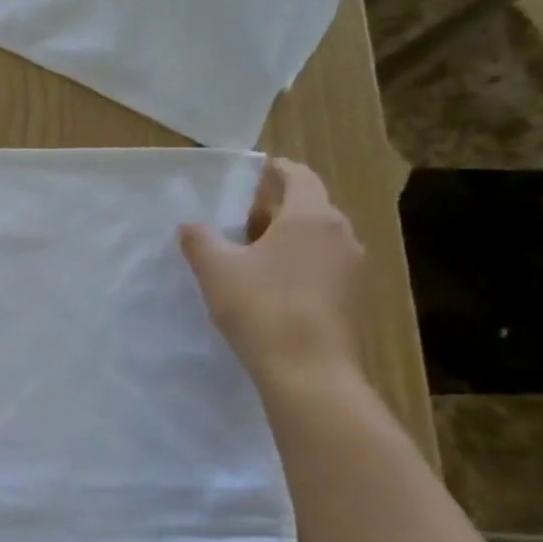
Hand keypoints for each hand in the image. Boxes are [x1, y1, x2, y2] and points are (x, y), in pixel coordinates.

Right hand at [178, 158, 365, 392]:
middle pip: (308, 208)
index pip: (298, 176)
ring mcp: (352, 268)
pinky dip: (299, 265)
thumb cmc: (261, 308)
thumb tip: (190, 225)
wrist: (309, 372)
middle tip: (240, 219)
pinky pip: (323, 267)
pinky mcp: (352, 298)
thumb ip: (200, 240)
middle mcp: (340, 234)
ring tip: (252, 255)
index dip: (276, 170)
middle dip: (275, 209)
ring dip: (287, 239)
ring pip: (317, 239)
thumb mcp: (216, 270)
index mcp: (311, 216)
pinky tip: (273, 288)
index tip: (256, 170)